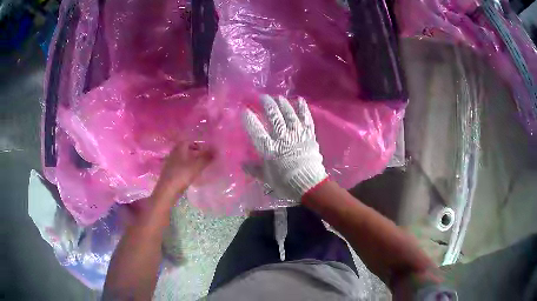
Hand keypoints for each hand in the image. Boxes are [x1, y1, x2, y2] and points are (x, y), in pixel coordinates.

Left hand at [153, 142, 213, 198]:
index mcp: (179, 148)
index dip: (198, 143)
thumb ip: (206, 158)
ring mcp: (170, 163)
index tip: (207, 149)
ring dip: (191, 161)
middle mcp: (173, 153)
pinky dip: (187, 168)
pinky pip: (180, 166)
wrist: (167, 191)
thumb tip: (216, 149)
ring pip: (183, 158)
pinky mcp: (170, 172)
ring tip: (200, 166)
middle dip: (195, 152)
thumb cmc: (181, 175)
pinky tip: (192, 174)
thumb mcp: (196, 166)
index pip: (189, 141)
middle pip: (186, 149)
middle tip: (205, 158)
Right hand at [243, 95, 326, 200]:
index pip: (256, 130)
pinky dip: (303, 109)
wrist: (309, 185)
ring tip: (278, 97)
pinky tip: (299, 100)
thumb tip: (242, 164)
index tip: (245, 110)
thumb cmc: (285, 183)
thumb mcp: (266, 178)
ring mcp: (297, 135)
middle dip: (267, 105)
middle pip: (274, 117)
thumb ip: (254, 169)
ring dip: (283, 104)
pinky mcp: (309, 135)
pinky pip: (306, 119)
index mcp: (270, 149)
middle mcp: (283, 138)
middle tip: (263, 97)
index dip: (249, 119)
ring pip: (289, 115)